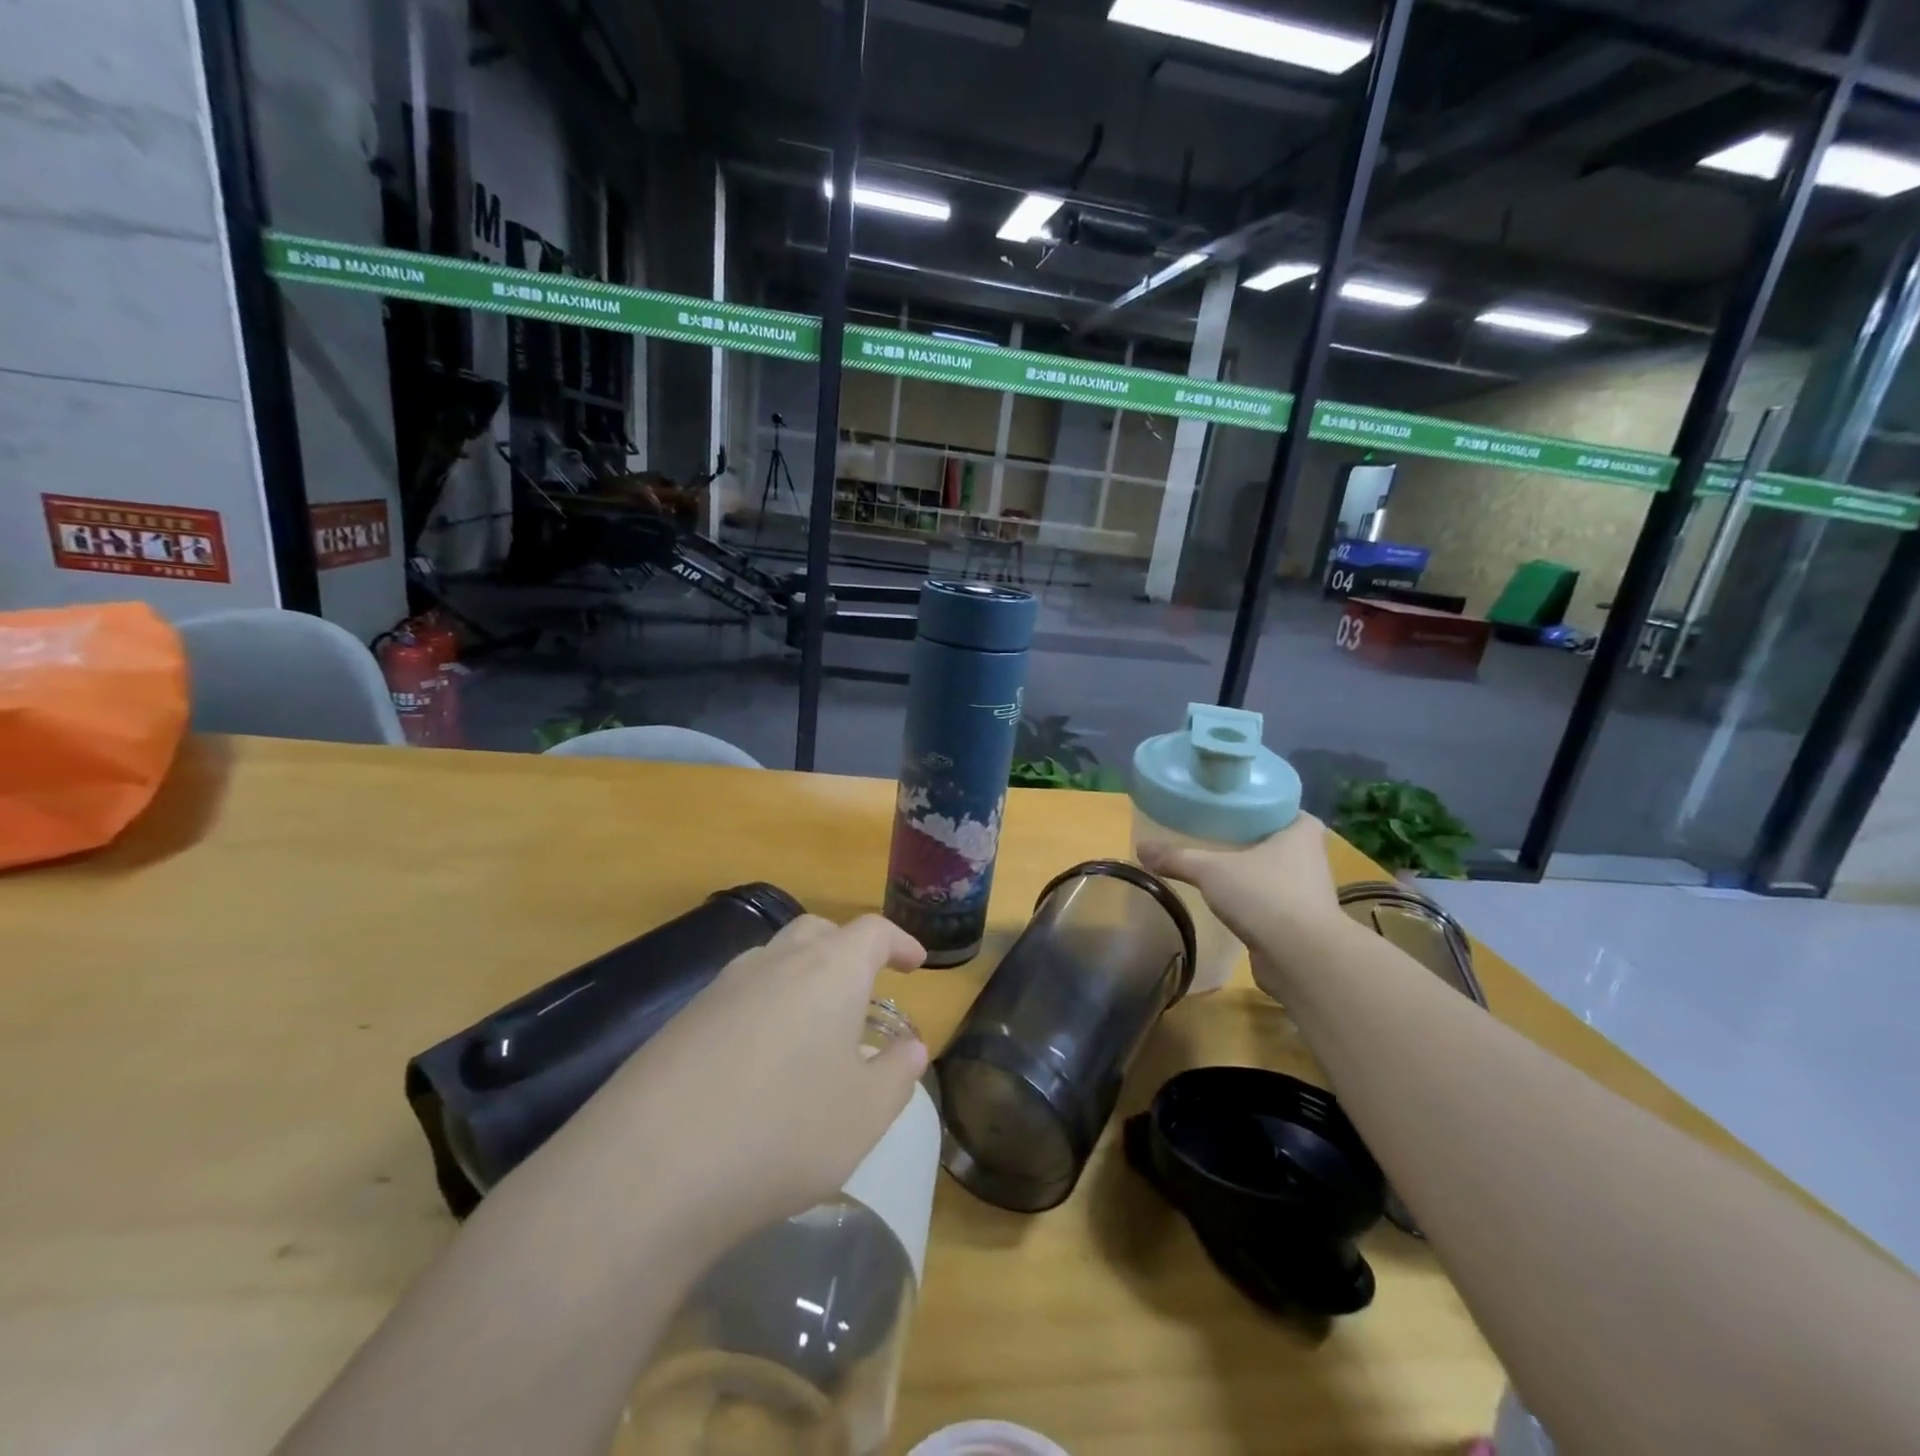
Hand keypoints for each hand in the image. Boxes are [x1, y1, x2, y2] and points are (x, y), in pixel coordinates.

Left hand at [597, 914, 928, 1244]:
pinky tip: (760, 1060)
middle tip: (865, 988)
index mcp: (829, 969)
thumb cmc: (783, 1131)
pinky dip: (764, 1008)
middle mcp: (775, 961)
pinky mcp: (682, 1020)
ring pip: (775, 959)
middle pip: (819, 931)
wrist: (650, 1168)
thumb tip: (910, 1046)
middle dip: (849, 950)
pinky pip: (739, 995)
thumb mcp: (865, 1114)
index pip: (873, 931)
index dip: (900, 942)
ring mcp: (722, 987)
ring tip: (815, 1026)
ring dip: (804, 977)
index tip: (916, 963)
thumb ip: (898, 1073)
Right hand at [1139, 815, 1346, 999]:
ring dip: (1252, 871)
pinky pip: (1272, 902)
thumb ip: (1177, 858)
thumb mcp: (1211, 870)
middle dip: (1250, 837)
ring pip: (1275, 872)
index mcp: (1301, 832)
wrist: (1302, 959)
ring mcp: (1308, 893)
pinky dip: (1253, 900)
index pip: (1282, 806)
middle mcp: (1311, 858)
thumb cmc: (1265, 896)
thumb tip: (1140, 848)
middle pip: (1277, 838)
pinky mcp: (1300, 923)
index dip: (1258, 804)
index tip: (1230, 805)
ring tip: (1215, 865)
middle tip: (1214, 831)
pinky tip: (1228, 901)